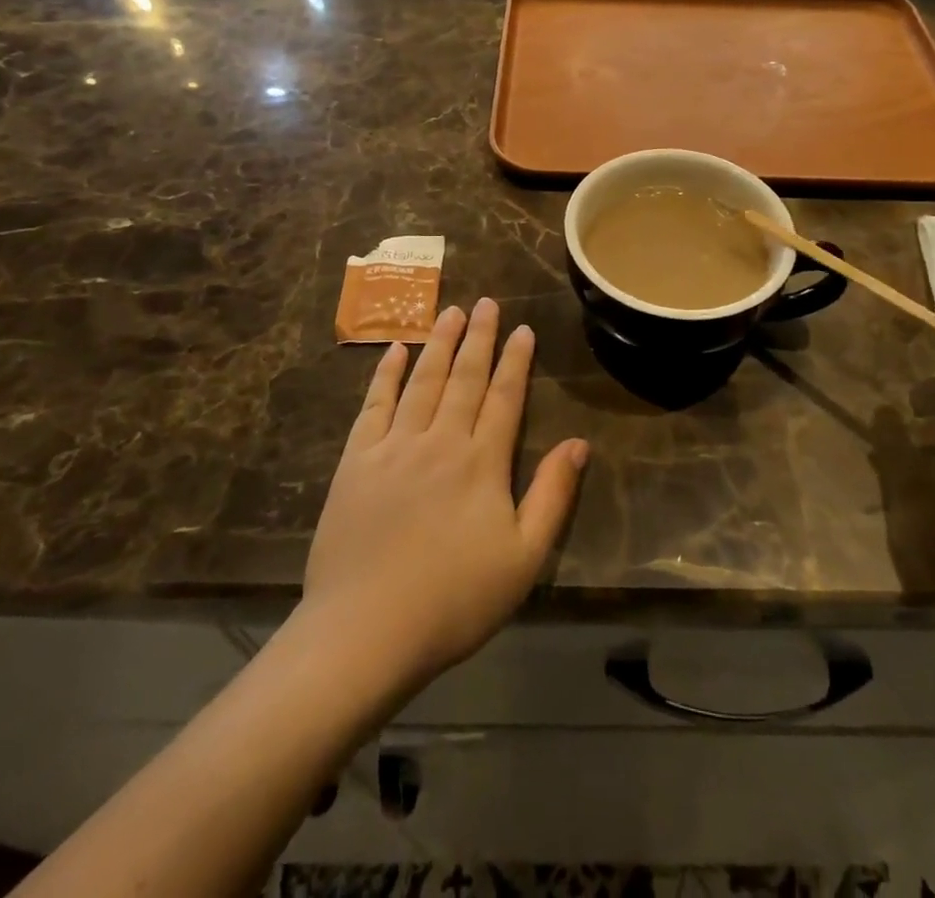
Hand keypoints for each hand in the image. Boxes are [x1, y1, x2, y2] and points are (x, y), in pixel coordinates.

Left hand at [300, 299, 589, 695]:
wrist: (365, 631)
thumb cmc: (454, 600)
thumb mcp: (523, 558)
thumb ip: (552, 495)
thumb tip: (578, 443)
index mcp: (482, 463)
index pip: (505, 397)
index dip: (516, 361)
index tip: (523, 329)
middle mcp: (440, 441)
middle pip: (464, 378)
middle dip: (479, 338)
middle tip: (487, 303)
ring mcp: (394, 447)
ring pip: (423, 382)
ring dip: (439, 344)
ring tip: (451, 311)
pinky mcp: (356, 461)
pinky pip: (374, 405)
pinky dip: (386, 375)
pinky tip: (395, 351)